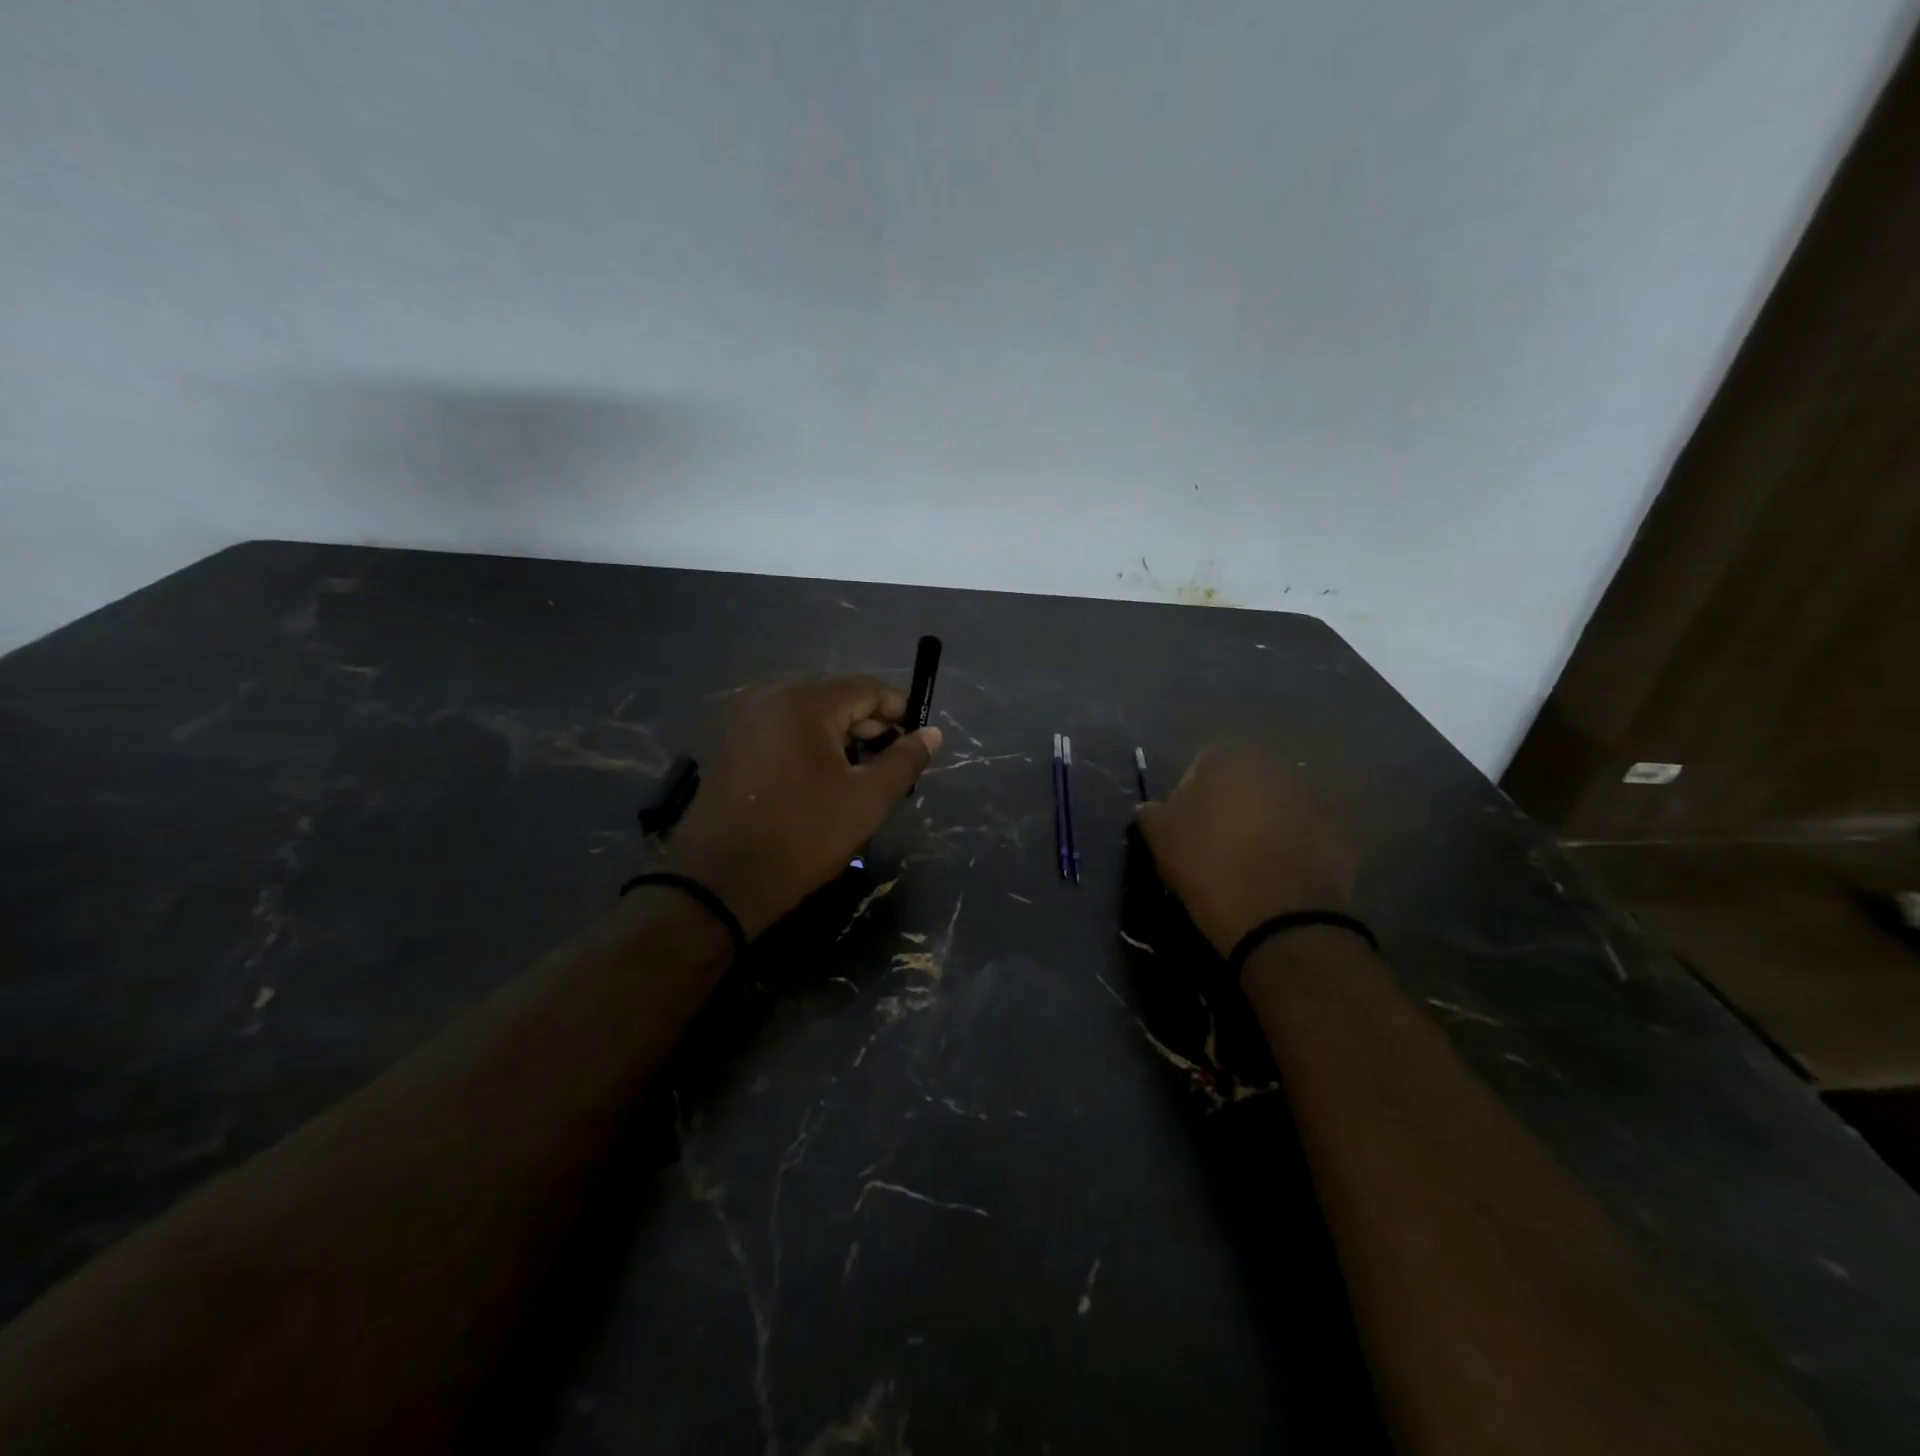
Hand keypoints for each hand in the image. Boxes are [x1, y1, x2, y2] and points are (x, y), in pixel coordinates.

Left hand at [658, 677, 941, 938]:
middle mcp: (771, 697)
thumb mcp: (867, 800)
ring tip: (860, 775)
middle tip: (892, 764)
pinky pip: (782, 730)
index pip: (868, 688)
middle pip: (836, 697)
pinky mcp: (730, 743)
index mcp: (806, 702)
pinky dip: (809, 745)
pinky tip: (820, 779)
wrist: (721, 881)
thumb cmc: (804, 836)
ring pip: (809, 715)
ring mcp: (745, 719)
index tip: (919, 740)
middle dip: (870, 726)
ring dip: (840, 737)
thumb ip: (905, 760)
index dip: (901, 710)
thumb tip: (932, 733)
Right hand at [1134, 743, 1355, 957]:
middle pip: (1245, 780)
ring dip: (1267, 821)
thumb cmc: (1209, 866)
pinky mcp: (1342, 830)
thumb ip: (1152, 812)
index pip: (1201, 765)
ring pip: (1278, 803)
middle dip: (1234, 803)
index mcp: (1229, 756)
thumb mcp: (1160, 838)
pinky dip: (1296, 843)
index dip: (1191, 796)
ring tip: (1253, 859)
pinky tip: (1283, 872)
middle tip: (1219, 841)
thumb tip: (1152, 808)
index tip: (1186, 828)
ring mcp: (1314, 795)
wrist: (1280, 917)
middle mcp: (1276, 763)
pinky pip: (1308, 830)